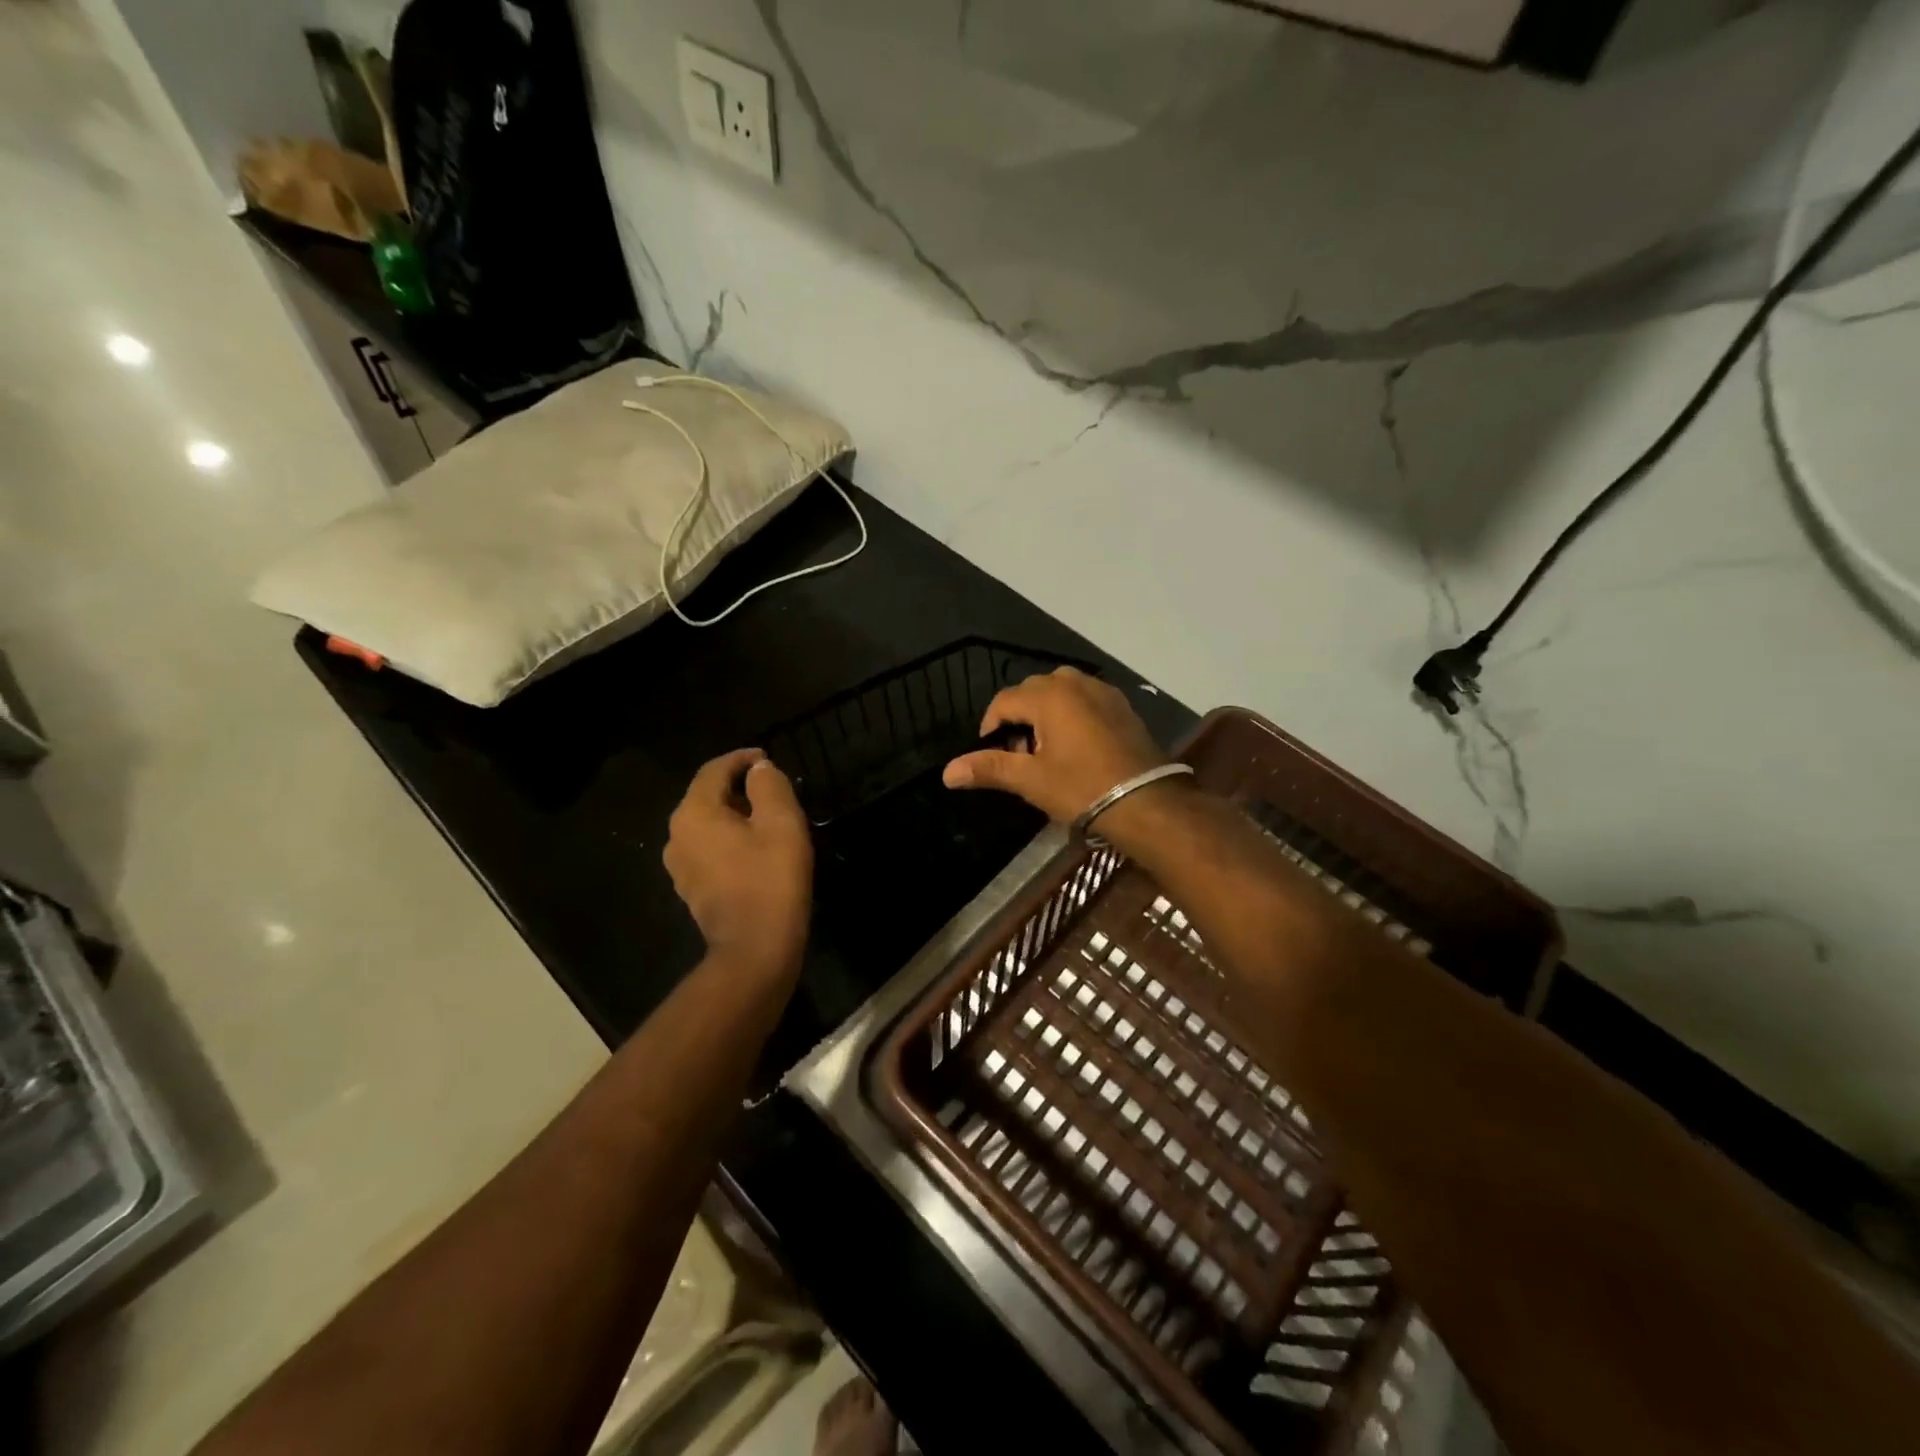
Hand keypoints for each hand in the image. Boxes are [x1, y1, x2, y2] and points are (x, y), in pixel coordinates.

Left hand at [665, 749, 812, 980]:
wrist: (755, 950)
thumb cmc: (771, 880)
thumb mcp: (781, 823)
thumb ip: (769, 786)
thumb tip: (758, 770)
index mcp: (694, 813)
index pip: (714, 770)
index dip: (741, 759)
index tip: (767, 759)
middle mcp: (677, 836)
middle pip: (707, 796)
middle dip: (739, 787)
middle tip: (773, 790)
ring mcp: (679, 866)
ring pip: (707, 825)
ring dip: (735, 815)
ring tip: (768, 819)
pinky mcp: (691, 889)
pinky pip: (709, 850)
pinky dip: (729, 840)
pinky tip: (755, 851)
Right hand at [942, 667, 1171, 823]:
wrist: (1146, 802)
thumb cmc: (1082, 788)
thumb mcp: (1030, 780)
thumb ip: (988, 768)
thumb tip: (946, 772)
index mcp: (1049, 695)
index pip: (1004, 701)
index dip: (990, 727)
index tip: (994, 756)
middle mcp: (1075, 683)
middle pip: (1032, 691)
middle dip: (1019, 719)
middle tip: (1022, 756)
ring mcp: (1103, 692)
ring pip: (1060, 692)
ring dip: (1046, 714)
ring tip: (1047, 751)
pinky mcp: (1122, 706)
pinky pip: (1085, 700)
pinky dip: (1072, 715)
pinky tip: (1077, 747)